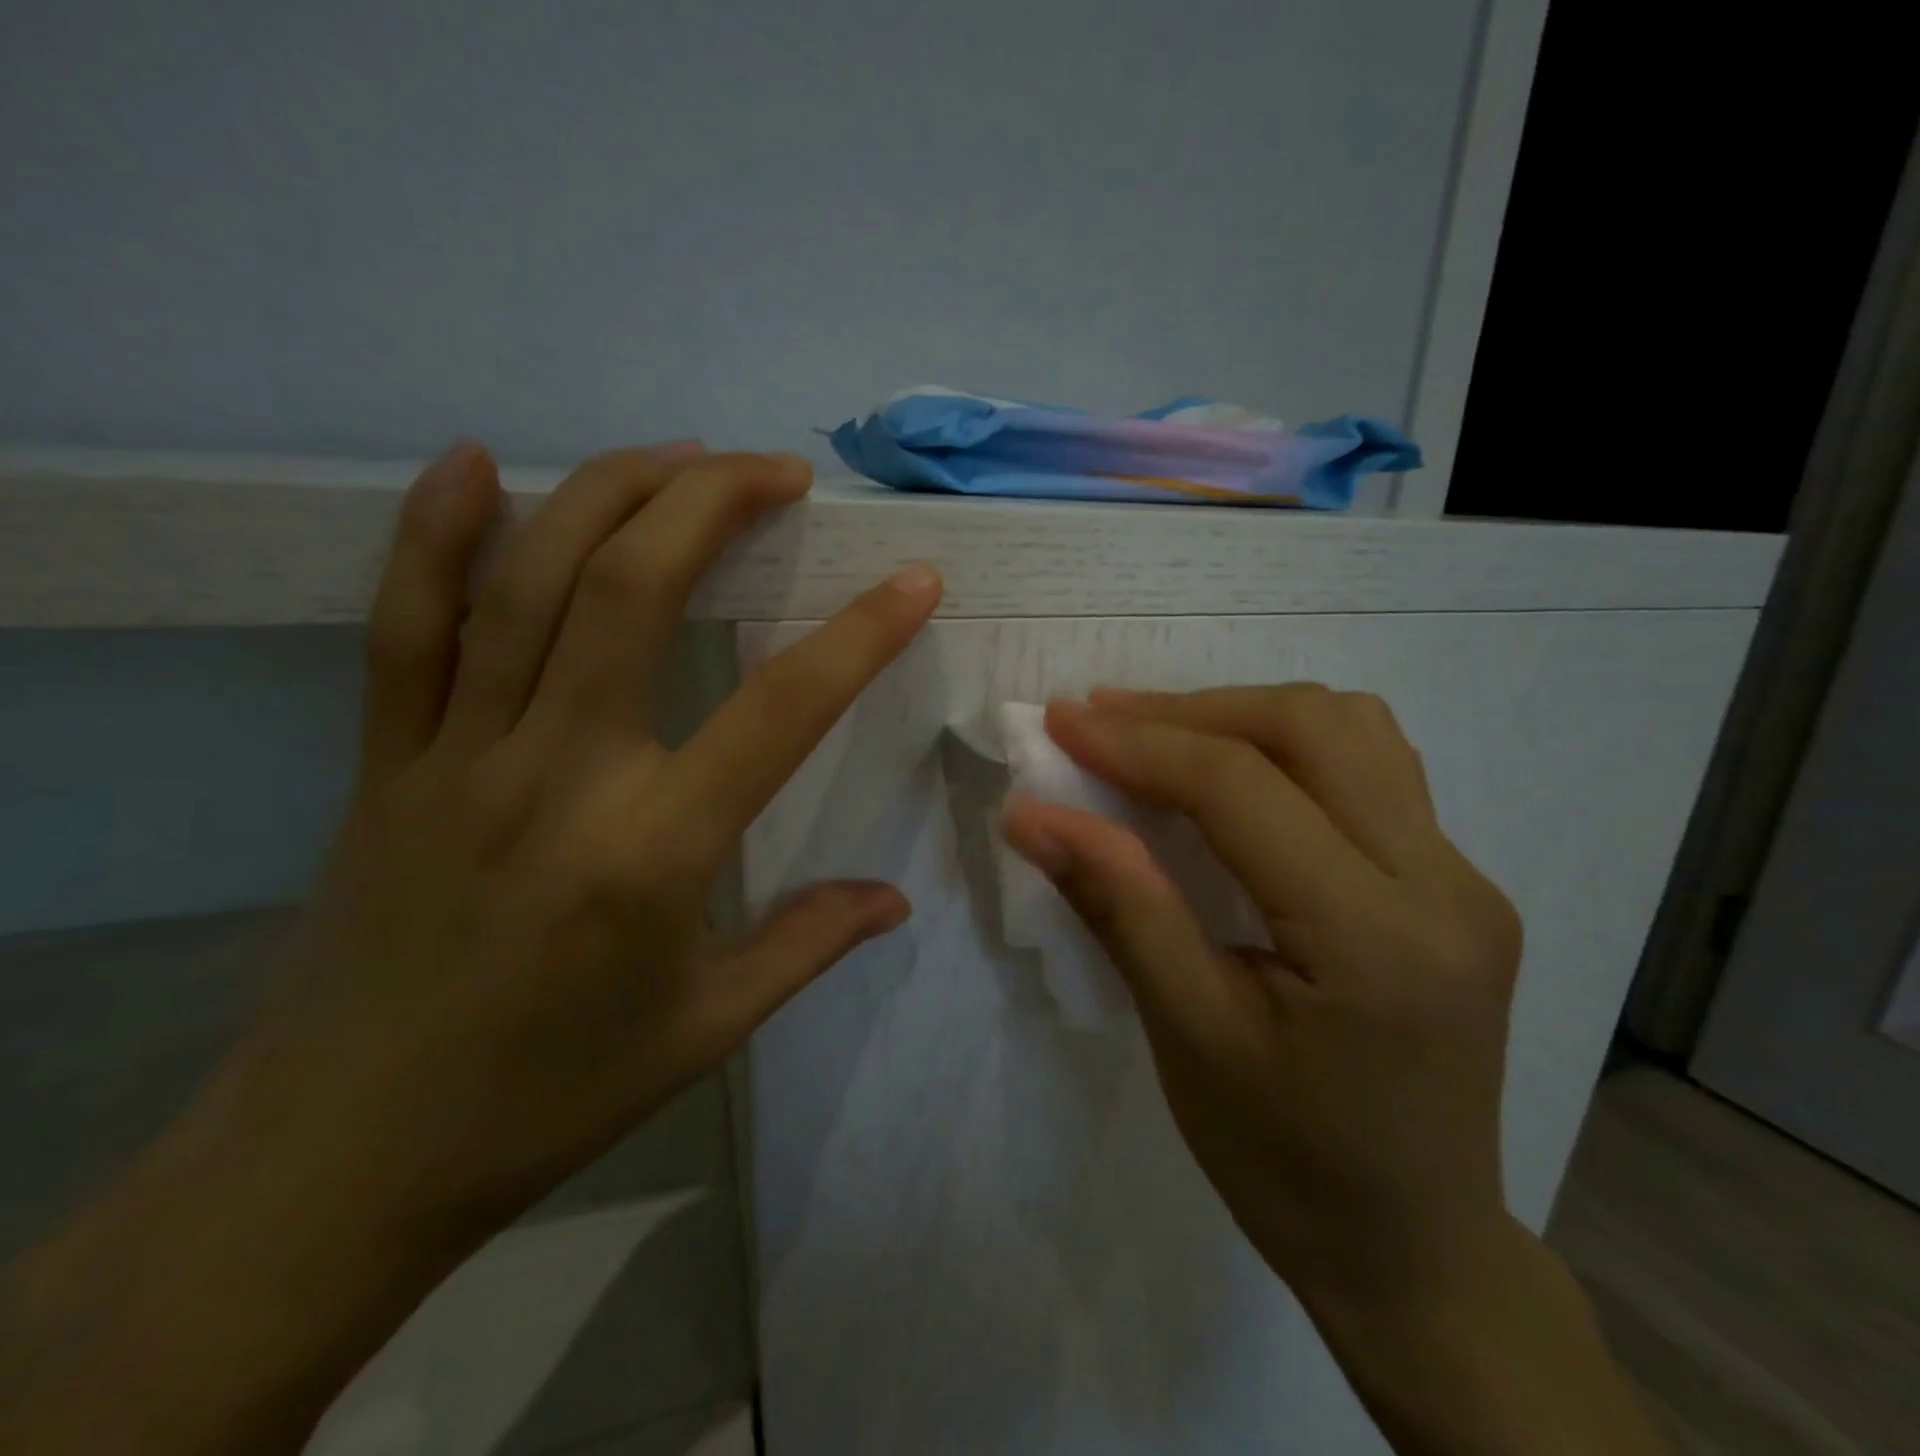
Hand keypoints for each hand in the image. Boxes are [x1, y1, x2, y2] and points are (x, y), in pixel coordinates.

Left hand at [0, 441, 945, 1455]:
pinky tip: (472, 464)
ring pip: (527, 584)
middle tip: (777, 470)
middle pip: (633, 592)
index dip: (861, 634)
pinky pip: (400, 627)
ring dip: (609, 496)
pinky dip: (432, 535)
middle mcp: (557, 775)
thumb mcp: (707, 1029)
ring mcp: (455, 757)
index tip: (912, 578)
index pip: (782, 708)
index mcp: (654, 850)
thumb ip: (808, 945)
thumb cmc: (550, 1097)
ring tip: (680, 455)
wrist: (342, 1159)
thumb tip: (894, 898)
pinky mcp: (382, 763)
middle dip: (713, 504)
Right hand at [999, 686, 1521, 1314]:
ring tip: (1160, 736)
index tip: (1061, 722)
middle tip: (1103, 721)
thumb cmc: (1286, 1162)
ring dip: (1244, 715)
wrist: (1415, 1248)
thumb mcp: (1187, 1037)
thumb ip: (1118, 907)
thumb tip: (1032, 815)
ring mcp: (1465, 879)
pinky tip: (1234, 776)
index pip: (1242, 788)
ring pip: (1352, 730)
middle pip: (1312, 727)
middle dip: (1192, 711)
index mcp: (1376, 938)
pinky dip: (1288, 747)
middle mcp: (1444, 885)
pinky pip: (1371, 769)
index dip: (1140, 744)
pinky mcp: (1458, 885)